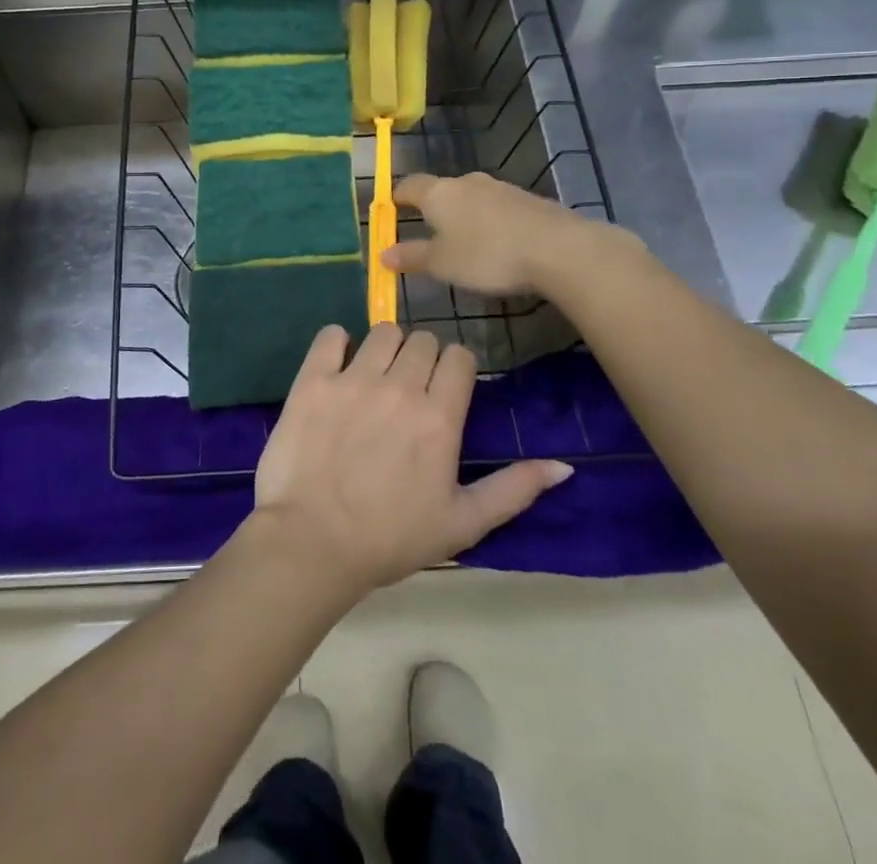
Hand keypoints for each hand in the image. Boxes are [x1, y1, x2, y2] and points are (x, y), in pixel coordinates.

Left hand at [252, 324, 571, 595]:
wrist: (313, 544)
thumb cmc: (391, 538)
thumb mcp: (463, 523)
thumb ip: (513, 489)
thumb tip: (563, 466)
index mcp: (439, 417)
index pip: (459, 357)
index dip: (455, 368)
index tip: (445, 388)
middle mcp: (400, 387)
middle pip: (423, 339)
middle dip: (422, 357)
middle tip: (409, 388)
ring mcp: (353, 379)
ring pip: (383, 332)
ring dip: (385, 348)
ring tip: (375, 377)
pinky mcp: (312, 380)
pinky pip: (330, 335)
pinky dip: (337, 342)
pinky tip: (337, 364)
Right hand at [386, 171, 626, 295]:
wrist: (557, 248)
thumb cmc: (487, 255)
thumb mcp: (442, 263)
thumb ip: (412, 256)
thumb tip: (383, 254)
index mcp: (439, 193)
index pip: (408, 185)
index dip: (397, 197)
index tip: (391, 210)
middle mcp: (466, 182)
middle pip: (441, 189)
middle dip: (432, 208)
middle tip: (426, 231)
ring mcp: (500, 188)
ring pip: (471, 197)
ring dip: (463, 215)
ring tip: (463, 241)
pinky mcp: (526, 199)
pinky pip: (496, 207)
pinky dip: (489, 221)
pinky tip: (496, 243)